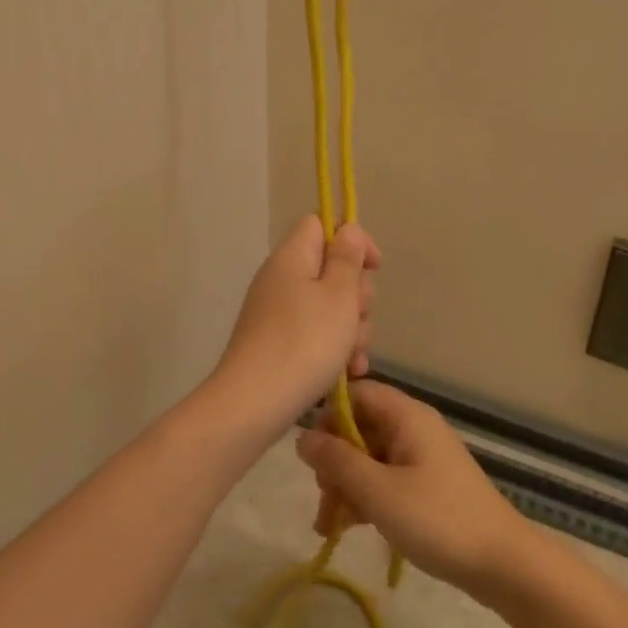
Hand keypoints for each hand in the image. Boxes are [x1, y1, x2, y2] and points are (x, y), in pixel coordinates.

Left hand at [212, 215, 379, 434]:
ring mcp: (277, 313)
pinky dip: (334, 349)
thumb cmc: (304, 343)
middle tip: (360, 317)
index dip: (353, 239)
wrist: (254, 403)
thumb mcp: (338, 296)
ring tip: (354, 357)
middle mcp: (281, 279)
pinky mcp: (277, 343)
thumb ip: (347, 260)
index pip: (322, 223)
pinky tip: (348, 372)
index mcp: (292, 257)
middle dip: (357, 295)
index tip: (374, 267)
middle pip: (330, 269)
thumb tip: (347, 230)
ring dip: (351, 328)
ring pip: (329, 307)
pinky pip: (315, 334)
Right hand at [294, 380, 536, 594]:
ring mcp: (421, 457)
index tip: (313, 456)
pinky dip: (366, 498)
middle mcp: (413, 427)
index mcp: (406, 416)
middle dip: (334, 463)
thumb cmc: (438, 520)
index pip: (355, 394)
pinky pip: (385, 479)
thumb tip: (302, 437)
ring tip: (330, 527)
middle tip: (324, 500)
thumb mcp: (378, 491)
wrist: (503, 564)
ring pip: (368, 458)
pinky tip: (350, 529)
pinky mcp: (426, 484)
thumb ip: (337, 461)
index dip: (328, 418)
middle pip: (359, 429)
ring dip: (346, 487)